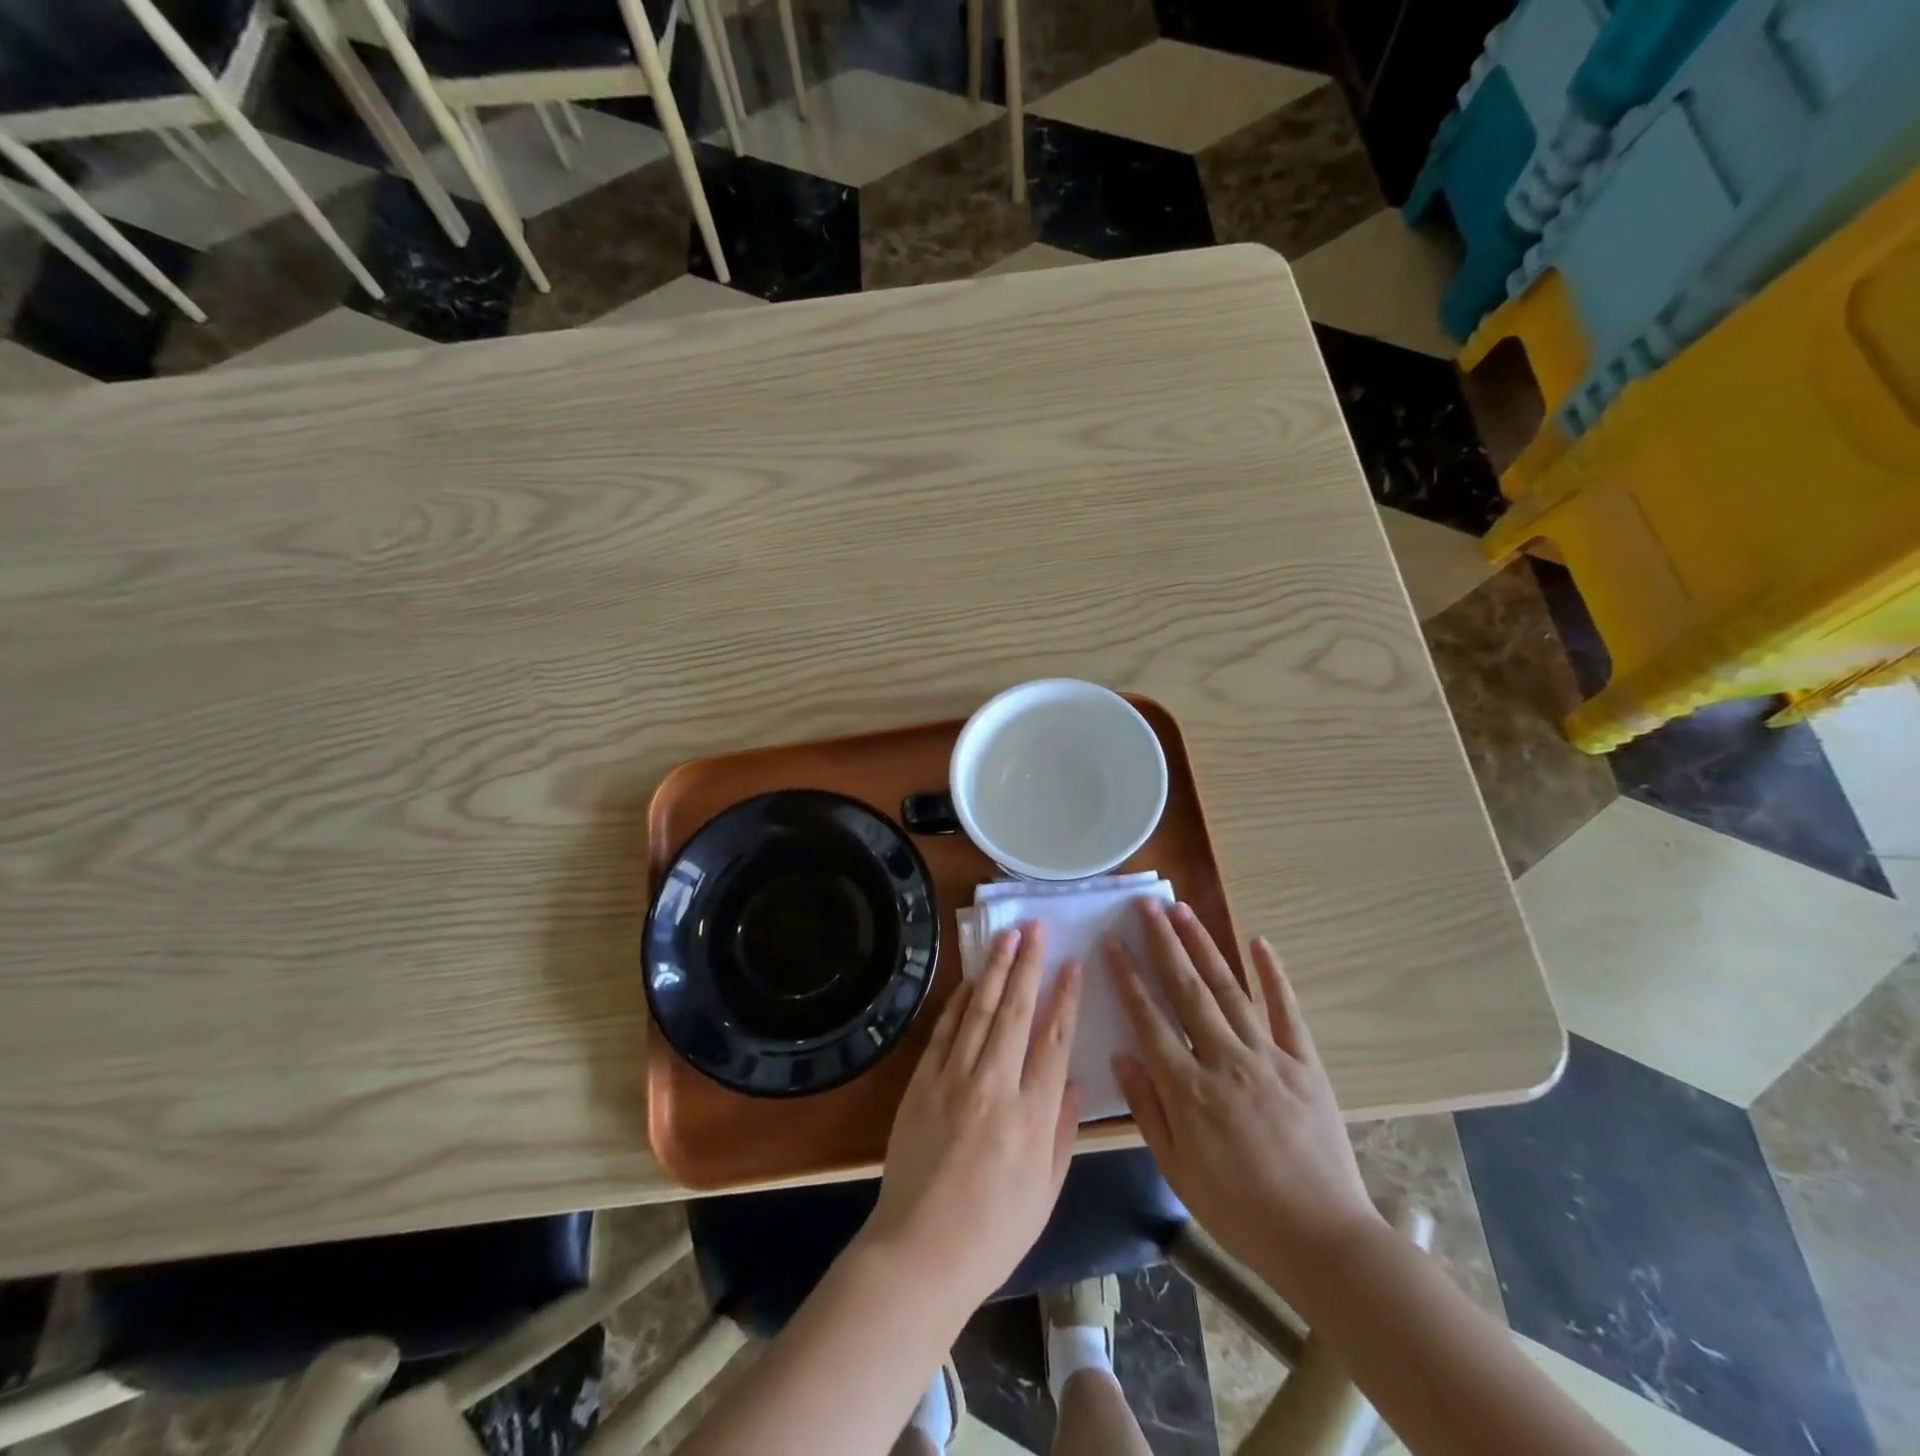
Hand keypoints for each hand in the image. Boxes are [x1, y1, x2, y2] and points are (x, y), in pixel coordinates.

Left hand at [860, 923, 1082, 1314]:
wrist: (920, 1252)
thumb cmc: (993, 1232)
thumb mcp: (1046, 1192)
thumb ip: (1063, 1132)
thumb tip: (1073, 1082)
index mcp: (1033, 1116)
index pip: (1054, 1039)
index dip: (1065, 997)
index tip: (1072, 964)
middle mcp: (996, 1086)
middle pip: (1016, 1011)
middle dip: (1028, 965)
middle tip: (1036, 928)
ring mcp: (954, 1079)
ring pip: (979, 1011)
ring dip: (994, 969)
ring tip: (1006, 936)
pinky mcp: (922, 1082)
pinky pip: (944, 1031)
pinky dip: (958, 1001)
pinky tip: (969, 980)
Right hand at [1109, 901, 1381, 1297]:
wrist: (1323, 1240)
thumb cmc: (1239, 1210)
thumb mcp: (1177, 1170)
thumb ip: (1148, 1109)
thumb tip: (1122, 1055)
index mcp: (1189, 1088)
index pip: (1148, 1019)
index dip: (1127, 977)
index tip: (1112, 942)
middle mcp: (1225, 1060)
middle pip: (1186, 990)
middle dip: (1163, 943)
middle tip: (1145, 905)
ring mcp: (1268, 1056)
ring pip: (1229, 989)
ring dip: (1204, 946)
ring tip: (1183, 910)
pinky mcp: (1304, 1063)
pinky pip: (1287, 1010)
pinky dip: (1273, 974)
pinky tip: (1259, 942)